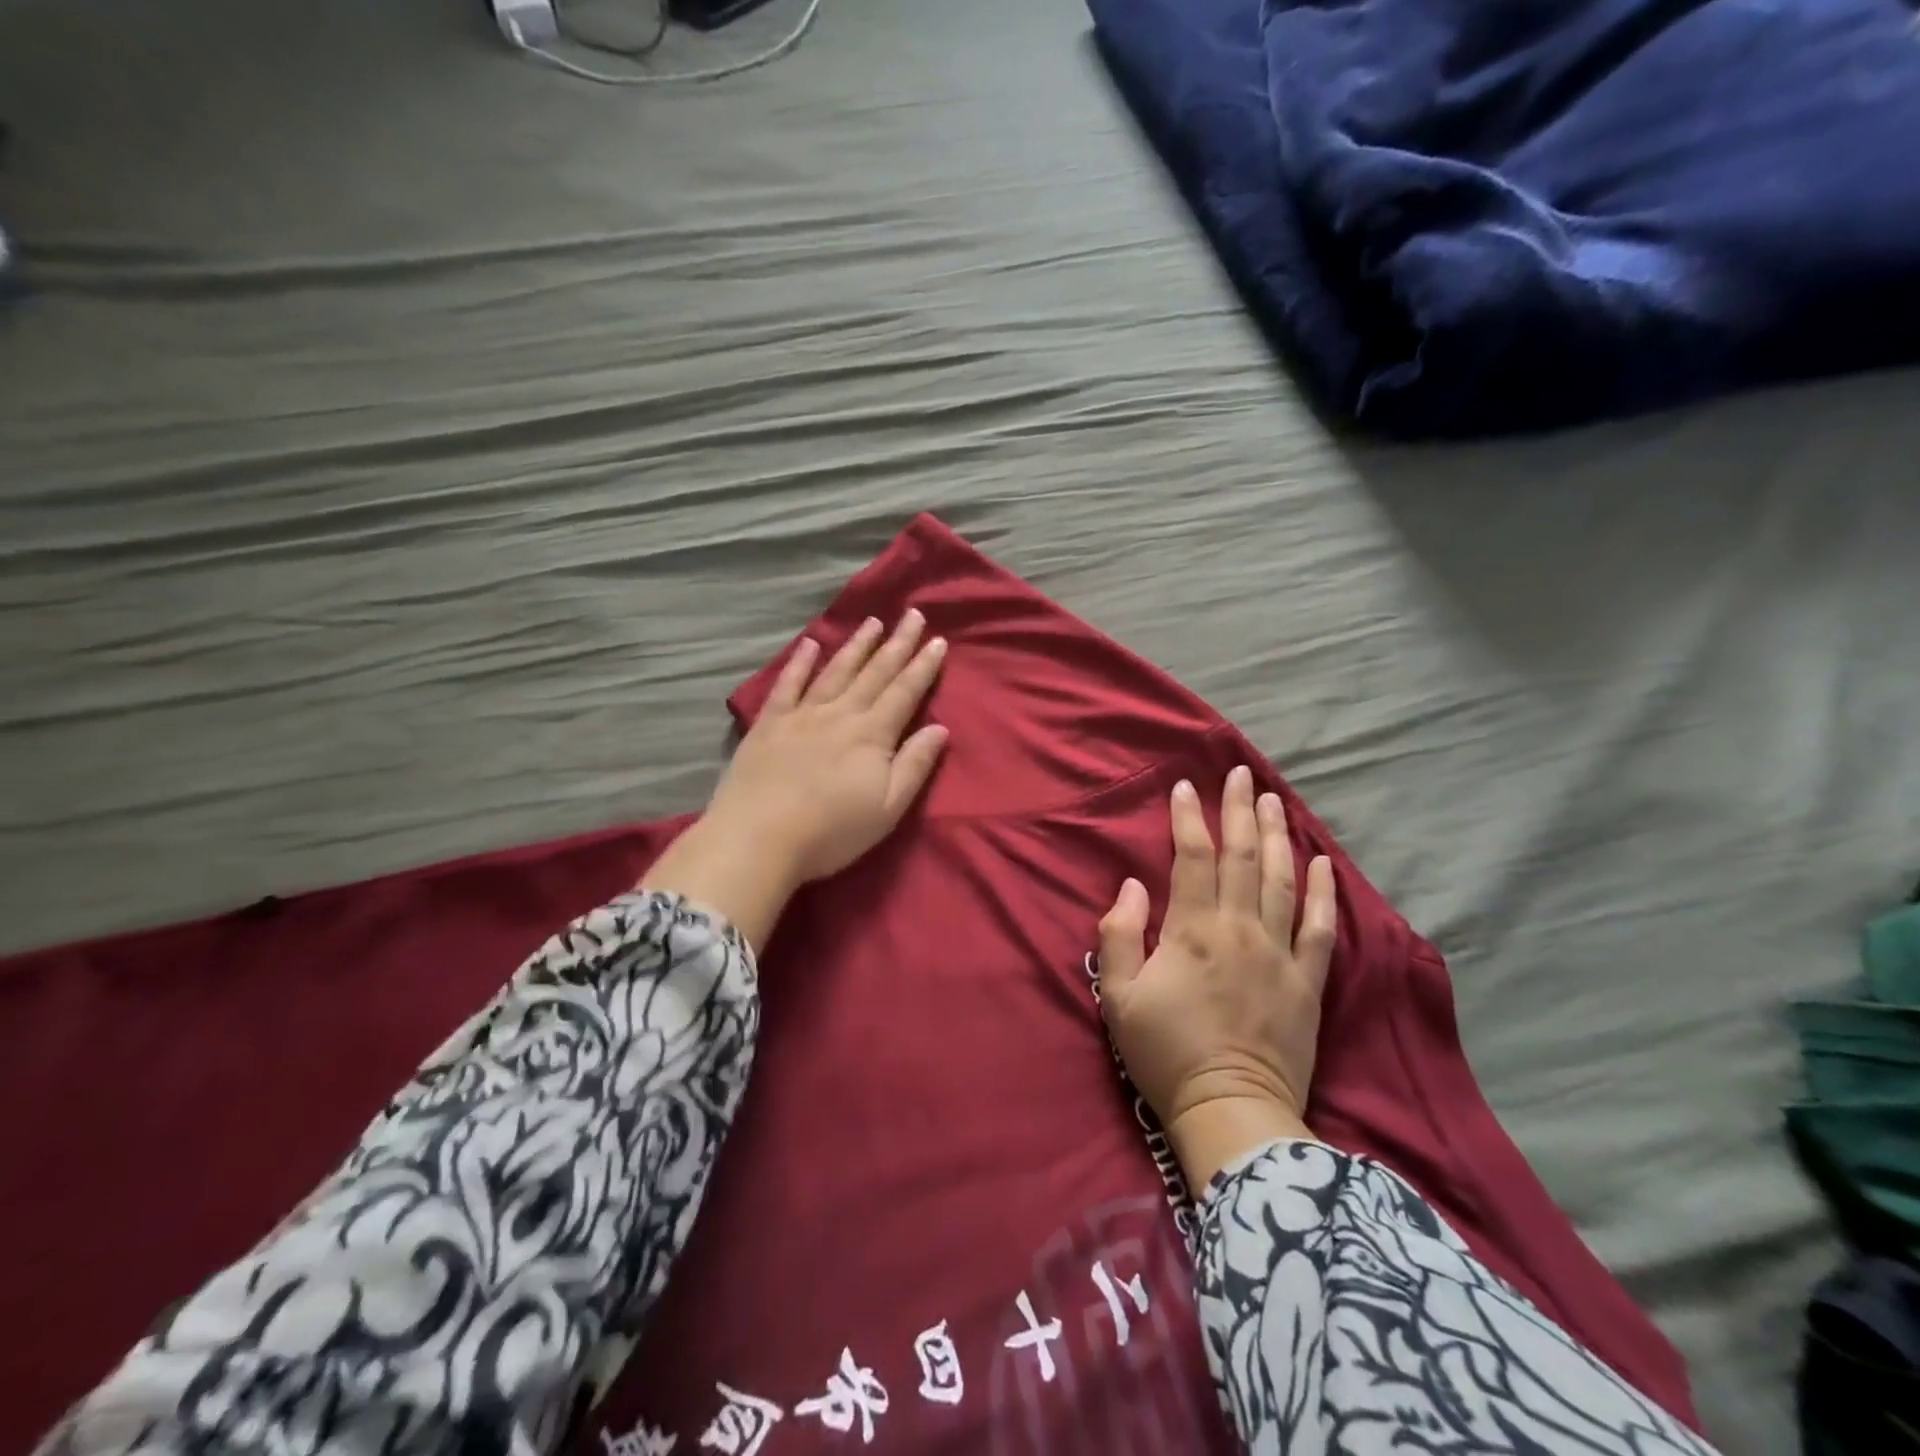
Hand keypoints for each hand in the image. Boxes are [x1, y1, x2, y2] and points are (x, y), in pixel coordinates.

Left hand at [709, 610, 948, 882]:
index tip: (937, 640)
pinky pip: (788, 684)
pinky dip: (800, 663)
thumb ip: (914, 765)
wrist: (757, 838)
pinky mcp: (769, 724)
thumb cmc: (831, 831)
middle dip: (896, 644)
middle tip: (912, 615)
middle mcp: (840, 714)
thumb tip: (939, 729)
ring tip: (872, 621)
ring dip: (856, 645)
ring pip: (835, 671)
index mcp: (871, 735)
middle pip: (874, 673)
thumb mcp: (887, 808)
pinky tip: (810, 644)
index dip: (922, 666)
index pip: (904, 692)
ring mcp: (801, 715)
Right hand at [1097, 766, 1336, 1189]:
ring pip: (1280, 880)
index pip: (1193, 858)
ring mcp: (1279, 953)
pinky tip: (1322, 862)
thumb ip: (1119, 934)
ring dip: (1276, 835)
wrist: (1231, 1112)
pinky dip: (1323, 892)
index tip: (1185, 787)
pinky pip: (1319, 927)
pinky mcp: (1306, 982)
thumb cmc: (1165, 1053)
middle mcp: (1239, 930)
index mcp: (1192, 931)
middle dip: (1238, 810)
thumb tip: (1133, 885)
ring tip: (1274, 799)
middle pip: (1241, 857)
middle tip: (1240, 774)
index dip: (1188, 818)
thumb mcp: (1118, 996)